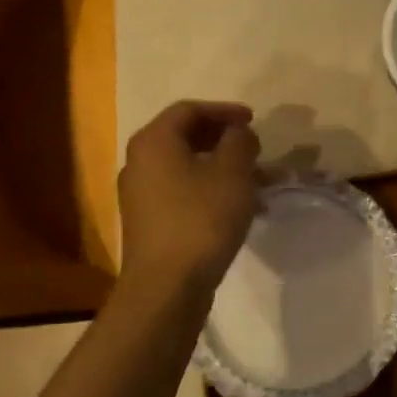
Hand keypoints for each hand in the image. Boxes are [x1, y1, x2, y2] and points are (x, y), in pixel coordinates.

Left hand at [118, 101, 260, 295]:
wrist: (167, 287)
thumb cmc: (201, 219)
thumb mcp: (233, 172)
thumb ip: (240, 141)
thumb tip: (238, 133)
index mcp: (154, 141)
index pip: (189, 109)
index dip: (224, 111)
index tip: (254, 121)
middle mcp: (139, 162)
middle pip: (185, 137)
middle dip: (225, 140)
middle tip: (255, 149)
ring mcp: (141, 195)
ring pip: (187, 168)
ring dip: (223, 169)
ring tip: (257, 183)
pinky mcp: (149, 223)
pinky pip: (183, 193)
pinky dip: (211, 191)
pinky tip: (239, 210)